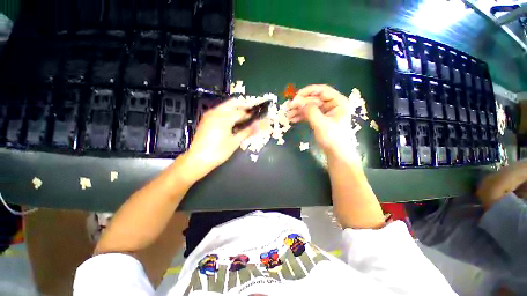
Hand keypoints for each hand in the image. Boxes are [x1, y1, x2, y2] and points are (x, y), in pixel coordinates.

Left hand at [187, 99, 258, 178]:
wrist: (198, 159)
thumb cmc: (218, 152)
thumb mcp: (235, 142)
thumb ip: (247, 132)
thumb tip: (258, 126)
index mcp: (224, 118)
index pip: (241, 112)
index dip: (250, 114)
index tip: (257, 116)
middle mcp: (216, 112)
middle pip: (232, 103)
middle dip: (243, 106)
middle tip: (251, 115)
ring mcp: (210, 114)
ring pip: (225, 106)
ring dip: (235, 109)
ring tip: (243, 118)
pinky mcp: (206, 119)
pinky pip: (219, 111)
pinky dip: (228, 112)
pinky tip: (232, 121)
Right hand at [287, 85, 352, 156]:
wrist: (336, 153)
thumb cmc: (333, 138)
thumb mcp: (321, 124)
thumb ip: (310, 111)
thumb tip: (297, 101)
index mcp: (338, 102)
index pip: (322, 90)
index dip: (307, 92)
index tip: (295, 97)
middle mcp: (332, 104)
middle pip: (314, 99)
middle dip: (300, 103)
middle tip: (288, 107)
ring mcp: (326, 112)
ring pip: (310, 107)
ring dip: (298, 110)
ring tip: (288, 115)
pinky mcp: (320, 118)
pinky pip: (309, 114)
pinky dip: (301, 116)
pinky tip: (292, 119)